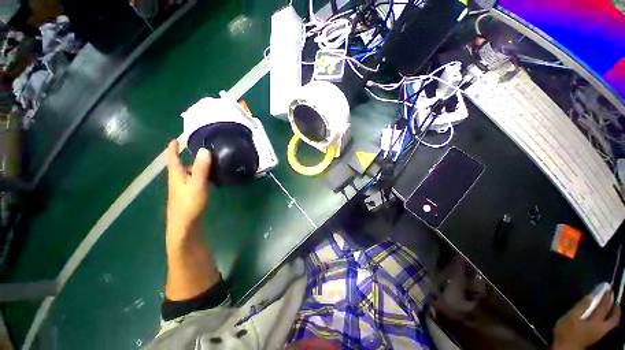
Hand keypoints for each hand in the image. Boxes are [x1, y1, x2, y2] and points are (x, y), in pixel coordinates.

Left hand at [165, 140, 210, 241]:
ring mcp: (182, 189)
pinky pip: (194, 181)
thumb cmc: (189, 203)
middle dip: (187, 157)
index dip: (173, 148)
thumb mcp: (197, 184)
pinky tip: (210, 179)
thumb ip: (201, 168)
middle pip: (180, 165)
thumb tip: (204, 150)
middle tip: (201, 151)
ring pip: (188, 174)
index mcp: (176, 175)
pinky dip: (200, 177)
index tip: (176, 139)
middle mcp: (177, 180)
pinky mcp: (188, 196)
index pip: (172, 158)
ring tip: (209, 163)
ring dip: (195, 167)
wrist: (184, 225)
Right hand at [552, 290, 620, 349]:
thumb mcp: (571, 317)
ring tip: (612, 307)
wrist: (565, 348)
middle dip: (615, 308)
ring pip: (611, 323)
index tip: (608, 288)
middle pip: (613, 317)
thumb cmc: (567, 331)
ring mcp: (599, 333)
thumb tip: (591, 295)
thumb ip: (581, 307)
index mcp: (596, 321)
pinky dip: (608, 319)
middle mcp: (601, 326)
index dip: (606, 297)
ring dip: (612, 314)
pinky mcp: (595, 336)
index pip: (604, 306)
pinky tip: (603, 318)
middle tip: (614, 299)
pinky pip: (606, 325)